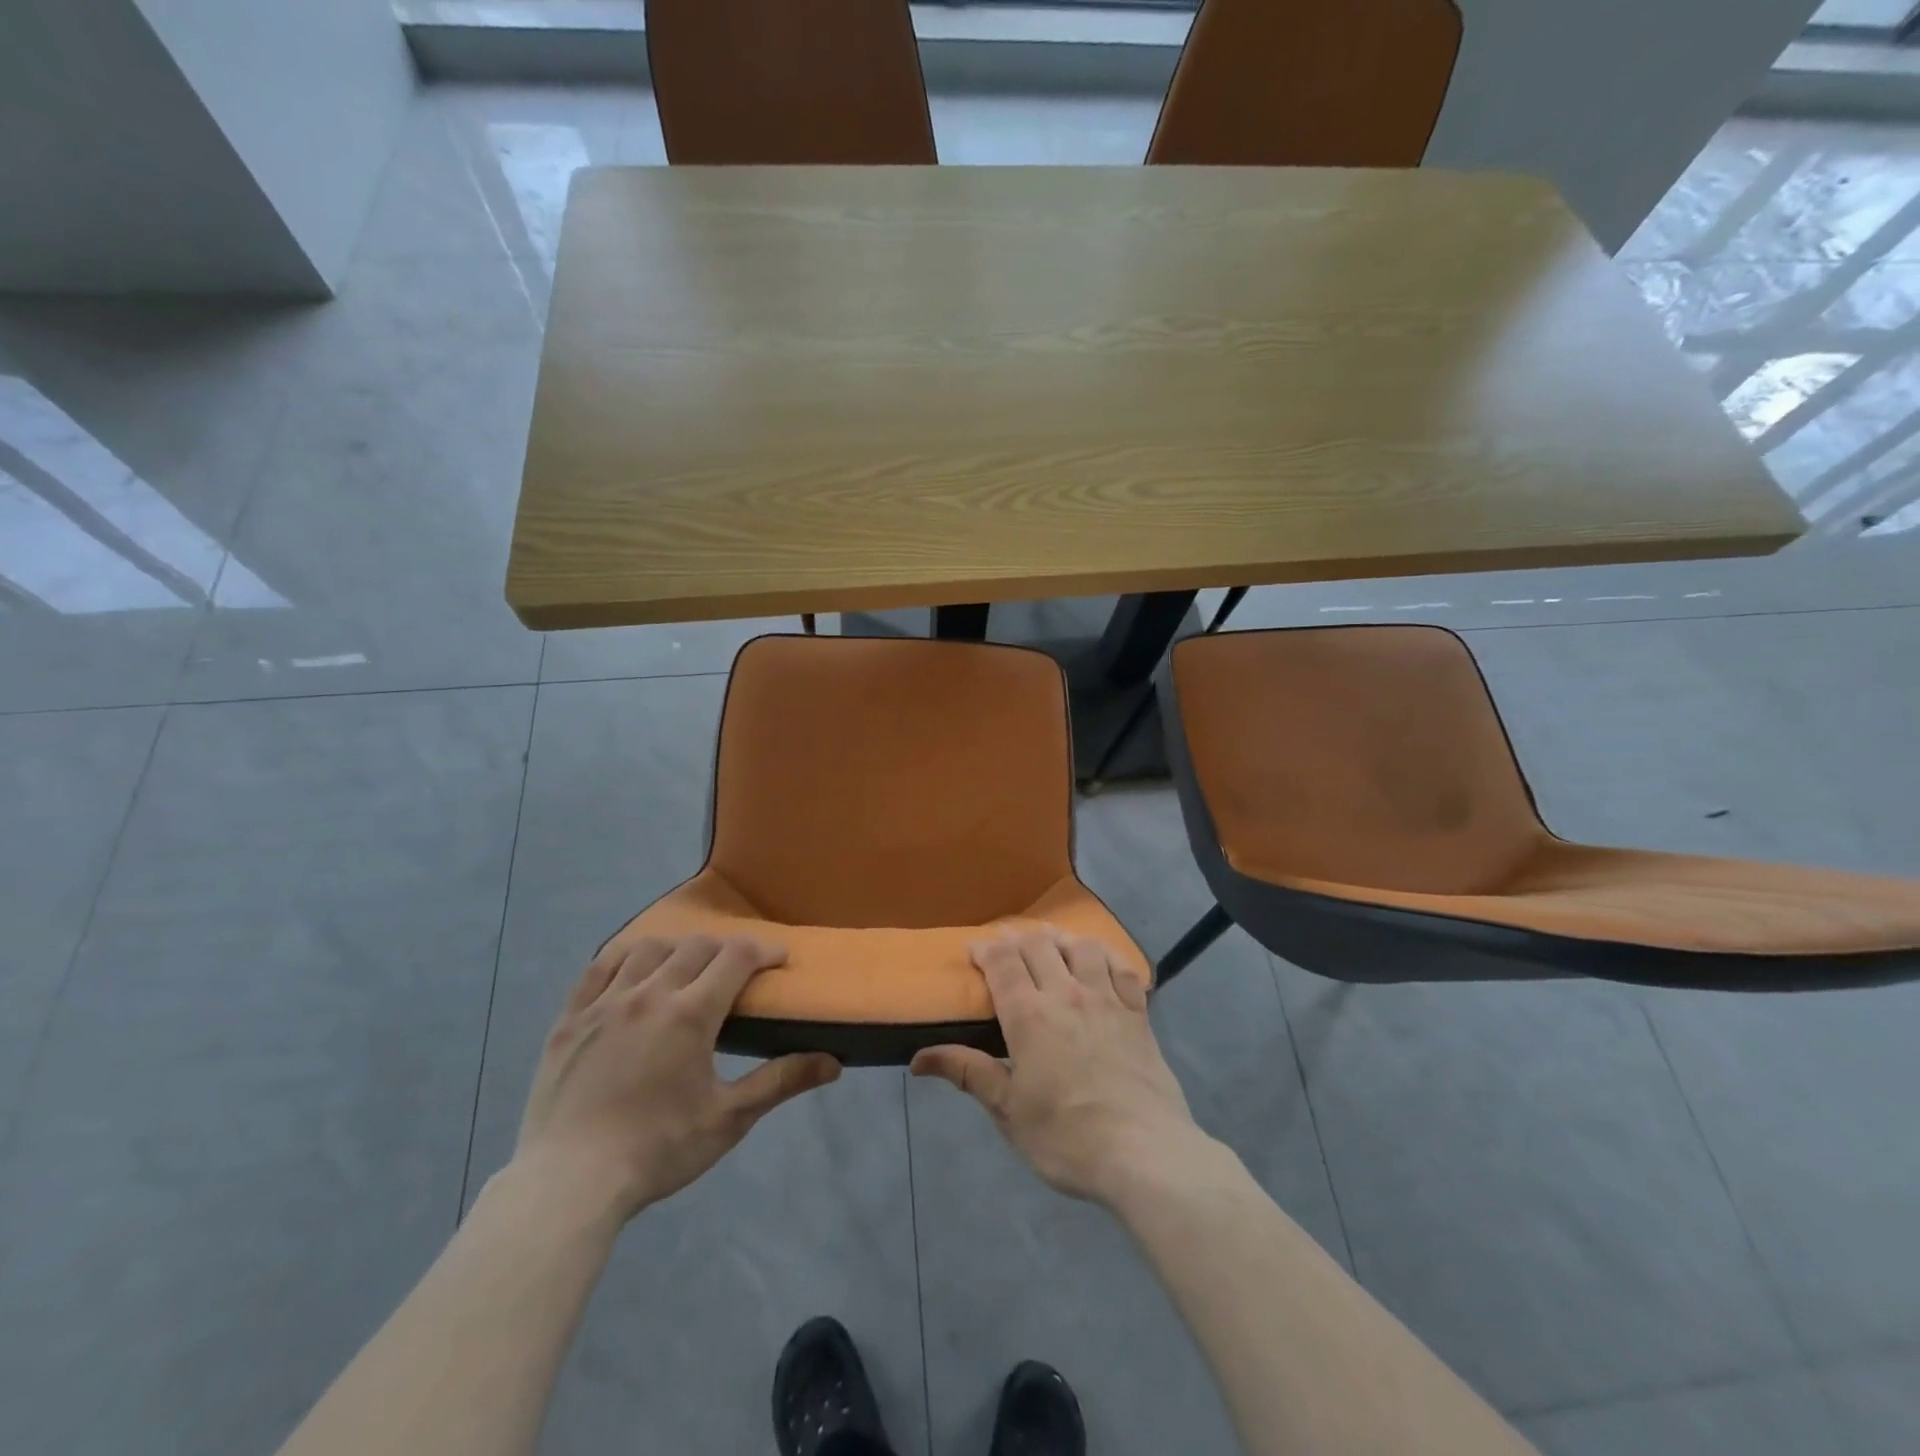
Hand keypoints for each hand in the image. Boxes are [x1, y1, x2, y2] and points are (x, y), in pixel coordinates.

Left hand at [511, 935, 840, 1222]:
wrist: (568, 1184)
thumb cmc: (657, 1150)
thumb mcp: (729, 1118)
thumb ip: (781, 1081)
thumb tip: (834, 1062)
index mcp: (691, 1013)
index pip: (737, 957)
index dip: (764, 950)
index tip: (779, 959)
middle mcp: (650, 993)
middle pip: (696, 946)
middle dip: (726, 948)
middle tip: (738, 969)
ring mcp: (604, 1002)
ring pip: (648, 949)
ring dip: (677, 948)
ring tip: (686, 966)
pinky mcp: (570, 1019)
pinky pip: (599, 968)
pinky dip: (624, 958)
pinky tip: (633, 970)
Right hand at [911, 929, 1214, 1205]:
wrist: (1143, 1153)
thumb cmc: (1066, 1137)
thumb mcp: (1008, 1111)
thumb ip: (968, 1073)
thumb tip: (918, 1058)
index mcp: (1029, 1015)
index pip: (1003, 962)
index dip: (985, 949)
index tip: (973, 950)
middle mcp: (1066, 994)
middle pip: (1039, 944)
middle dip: (1018, 938)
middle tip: (1007, 948)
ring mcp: (1107, 1000)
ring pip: (1082, 946)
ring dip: (1061, 939)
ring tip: (1052, 946)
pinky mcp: (1139, 1013)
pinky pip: (1122, 968)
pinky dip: (1106, 956)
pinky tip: (1100, 962)